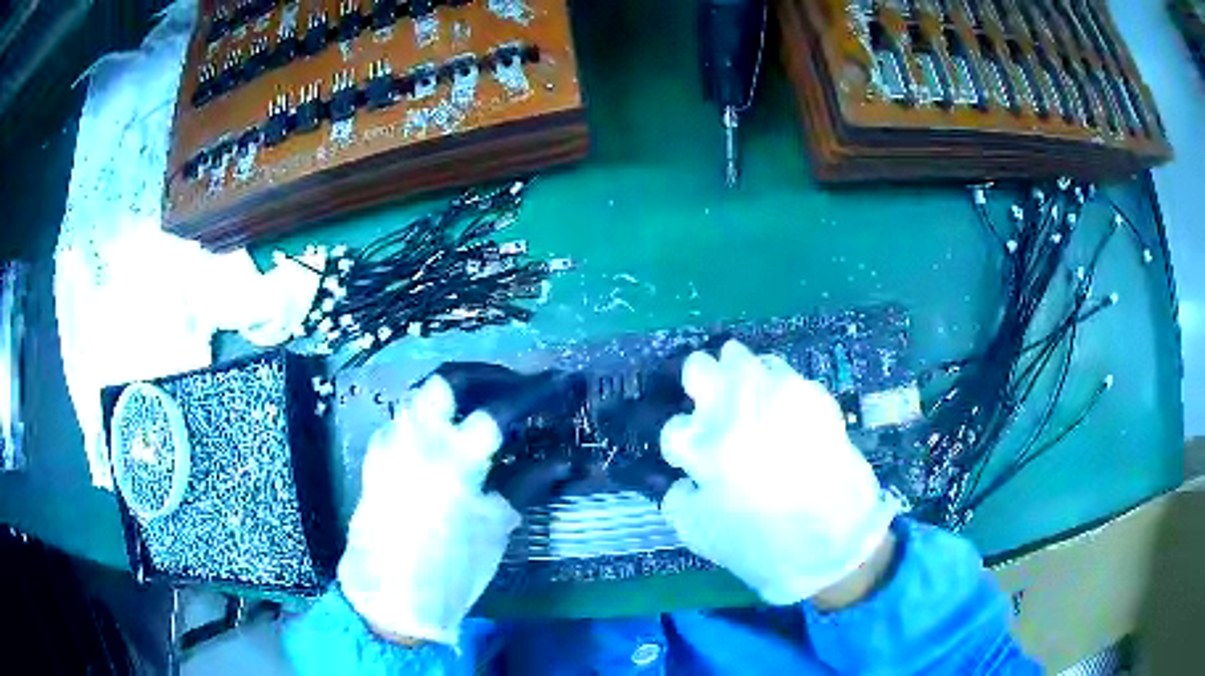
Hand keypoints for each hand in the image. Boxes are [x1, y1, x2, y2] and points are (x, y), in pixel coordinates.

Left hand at [337, 373, 565, 645]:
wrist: (390, 596)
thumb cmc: (451, 570)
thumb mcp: (495, 527)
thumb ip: (526, 484)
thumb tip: (567, 460)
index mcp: (454, 461)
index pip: (500, 408)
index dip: (536, 391)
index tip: (560, 382)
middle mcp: (416, 441)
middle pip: (448, 380)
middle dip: (485, 375)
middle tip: (511, 388)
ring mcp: (390, 446)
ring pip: (421, 396)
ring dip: (453, 395)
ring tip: (479, 410)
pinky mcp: (375, 459)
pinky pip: (402, 421)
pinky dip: (428, 419)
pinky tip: (443, 439)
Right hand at [659, 340, 900, 605]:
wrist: (835, 540)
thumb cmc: (762, 545)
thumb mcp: (700, 535)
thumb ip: (678, 500)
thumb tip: (684, 479)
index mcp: (703, 447)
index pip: (674, 429)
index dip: (680, 445)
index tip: (691, 458)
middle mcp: (734, 410)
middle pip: (699, 368)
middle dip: (698, 384)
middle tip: (710, 406)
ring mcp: (776, 395)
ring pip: (741, 359)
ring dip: (737, 378)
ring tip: (749, 404)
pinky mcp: (811, 394)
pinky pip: (783, 373)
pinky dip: (775, 386)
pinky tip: (784, 412)